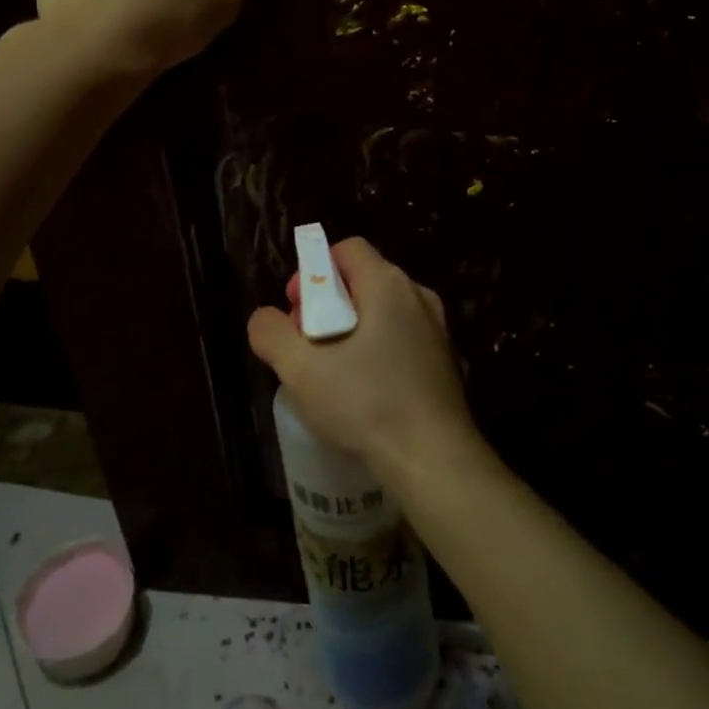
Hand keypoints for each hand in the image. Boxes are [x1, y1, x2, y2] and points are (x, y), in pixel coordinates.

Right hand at [247, 237, 480, 477]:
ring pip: (382, 311)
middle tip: (307, 344)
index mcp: (387, 284)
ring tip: (331, 372)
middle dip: (327, 304)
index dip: (314, 271)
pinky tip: (364, 392)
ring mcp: (436, 327)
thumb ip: (272, 334)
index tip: (297, 310)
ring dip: (351, 330)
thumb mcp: (301, 369)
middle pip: (362, 279)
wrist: (435, 459)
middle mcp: (417, 294)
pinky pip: (402, 337)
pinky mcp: (444, 359)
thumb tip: (264, 318)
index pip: (346, 249)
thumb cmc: (366, 403)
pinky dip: (377, 350)